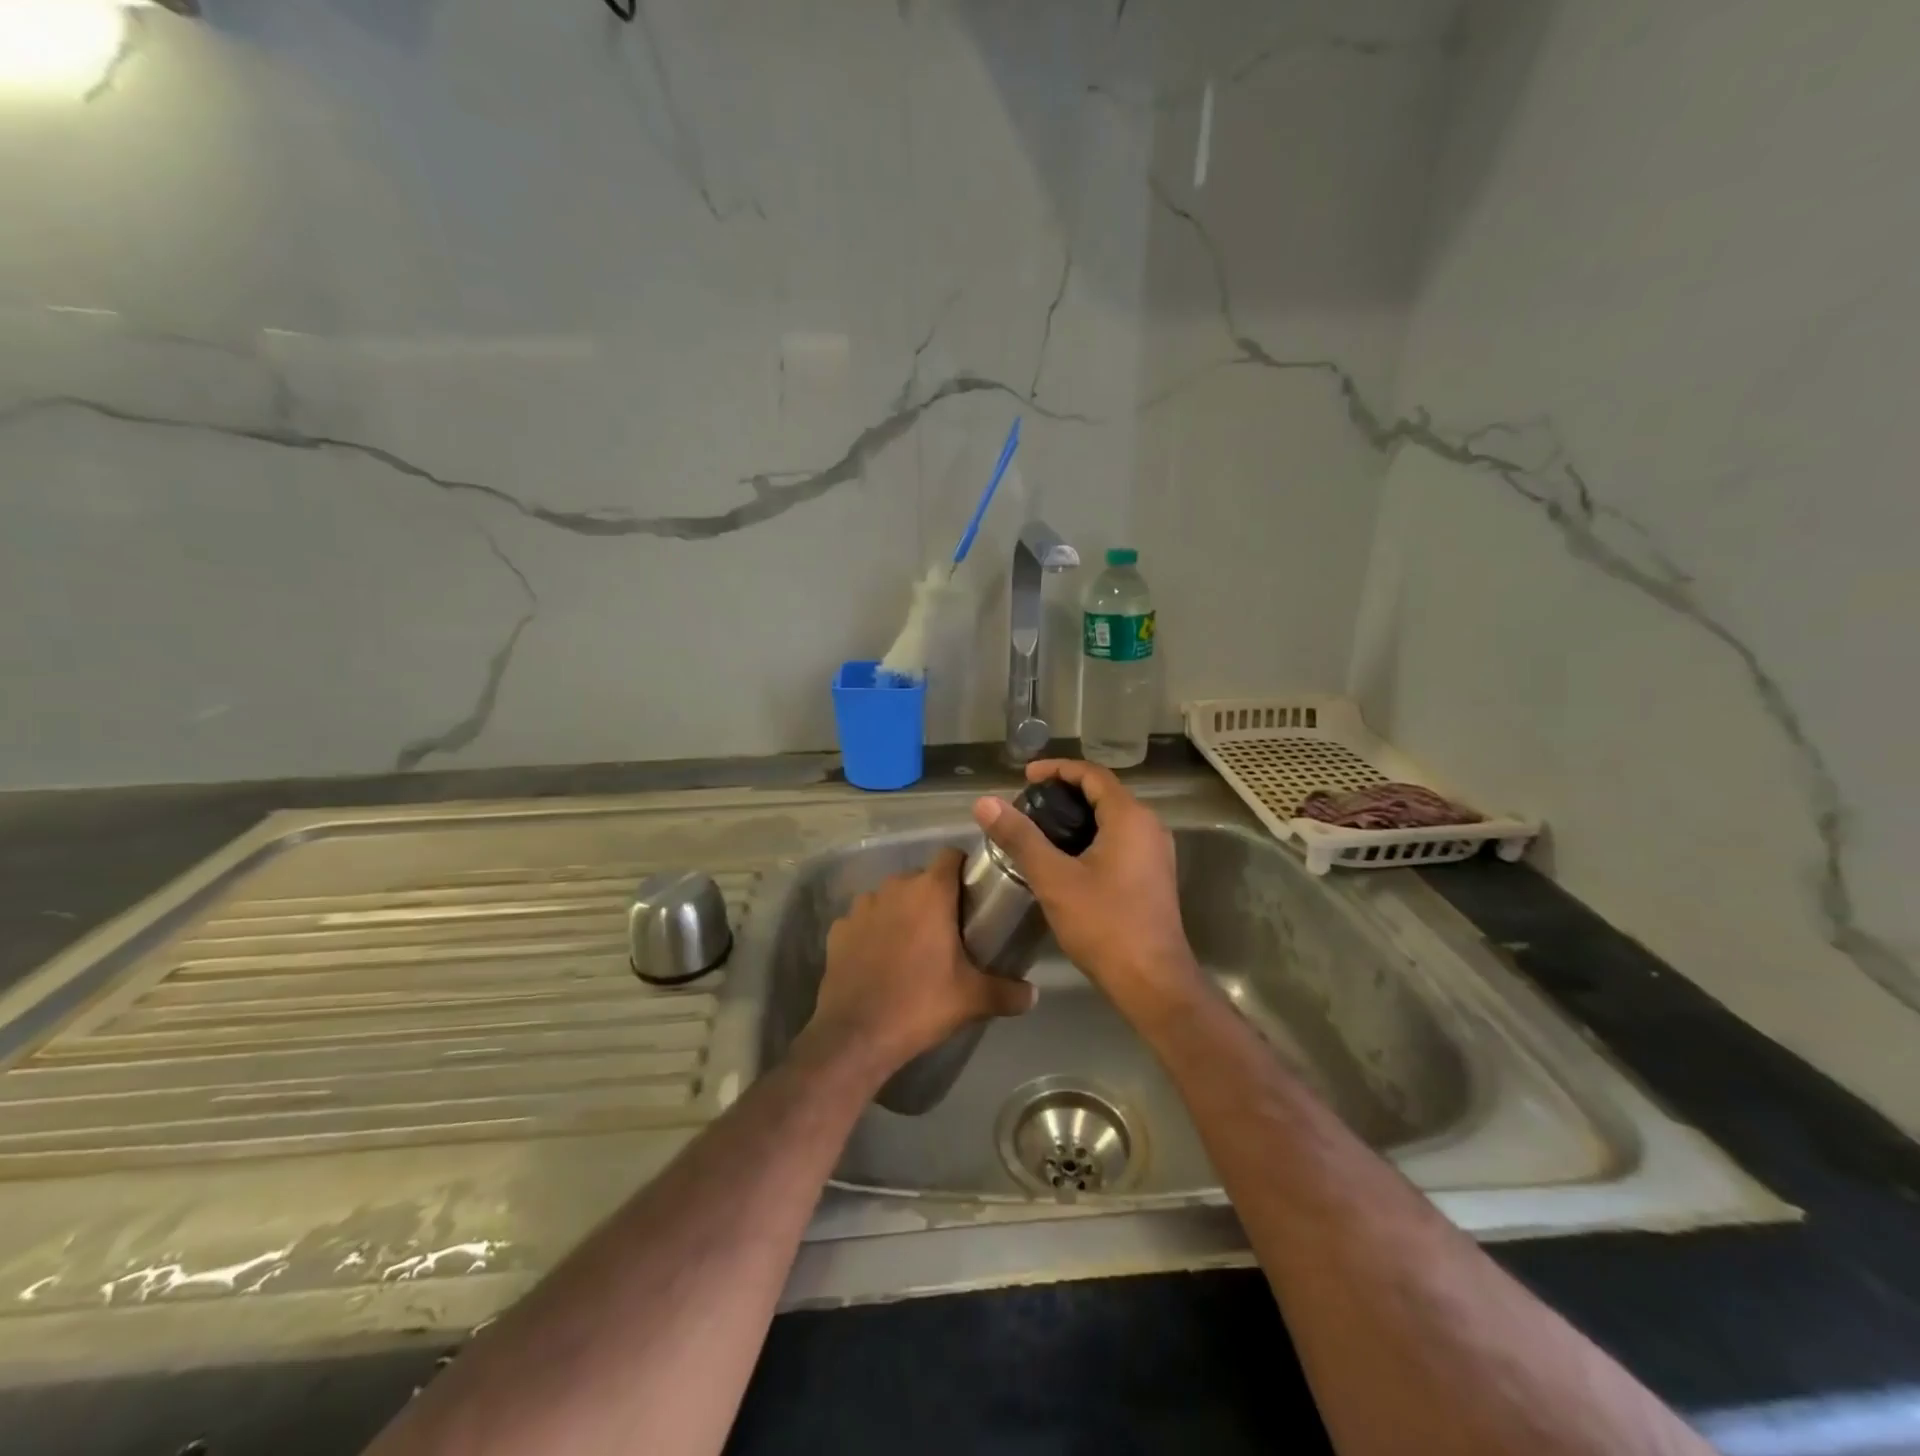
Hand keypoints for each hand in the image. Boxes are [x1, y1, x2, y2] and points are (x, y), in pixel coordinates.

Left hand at [807, 848, 1035, 1077]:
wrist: (855, 1035)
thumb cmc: (920, 1004)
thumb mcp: (973, 999)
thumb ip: (1009, 992)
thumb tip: (1034, 995)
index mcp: (930, 892)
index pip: (951, 855)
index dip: (964, 869)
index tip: (973, 894)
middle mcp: (895, 888)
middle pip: (921, 878)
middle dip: (934, 896)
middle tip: (949, 929)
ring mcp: (862, 907)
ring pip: (890, 897)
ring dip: (902, 911)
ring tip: (912, 944)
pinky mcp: (838, 929)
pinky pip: (863, 919)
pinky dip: (873, 931)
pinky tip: (879, 959)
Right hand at [972, 760, 1201, 1009]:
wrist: (1152, 982)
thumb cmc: (1104, 924)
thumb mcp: (1054, 878)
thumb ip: (1020, 837)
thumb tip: (985, 802)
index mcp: (1130, 818)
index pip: (1092, 774)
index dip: (1058, 769)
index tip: (1026, 778)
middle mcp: (1150, 827)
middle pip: (1104, 794)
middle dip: (1065, 793)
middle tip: (1029, 804)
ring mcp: (1156, 853)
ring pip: (1113, 819)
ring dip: (1079, 816)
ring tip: (1041, 829)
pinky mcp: (1154, 876)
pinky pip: (1121, 840)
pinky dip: (1092, 837)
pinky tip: (1067, 859)